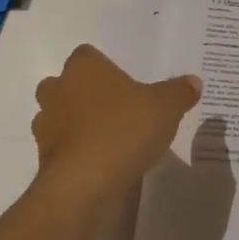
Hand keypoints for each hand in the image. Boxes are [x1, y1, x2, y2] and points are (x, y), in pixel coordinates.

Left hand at [31, 45, 202, 212]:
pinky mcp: (45, 159)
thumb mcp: (166, 108)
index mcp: (83, 68)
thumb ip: (179, 92)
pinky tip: (101, 165)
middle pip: (66, 84)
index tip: (124, 82)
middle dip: (85, 94)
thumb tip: (194, 81)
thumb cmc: (124, 130)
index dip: (104, 66)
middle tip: (116, 109)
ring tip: (110, 140)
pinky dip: (76, 154)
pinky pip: (62, 149)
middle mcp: (58, 90)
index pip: (87, 55)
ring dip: (77, 125)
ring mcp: (46, 126)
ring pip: (59, 117)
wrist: (85, 184)